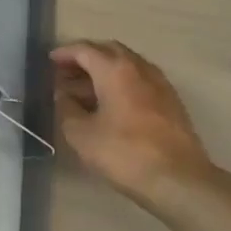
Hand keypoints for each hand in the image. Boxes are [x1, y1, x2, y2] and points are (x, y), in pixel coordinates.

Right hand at [53, 40, 212, 199]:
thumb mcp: (81, 134)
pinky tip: (112, 103)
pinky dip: (122, 82)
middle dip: (86, 58)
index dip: (65, 53)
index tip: (50, 60)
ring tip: (86, 90)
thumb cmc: (124, 153)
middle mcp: (139, 68)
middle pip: (108, 51)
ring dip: (104, 70)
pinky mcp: (171, 101)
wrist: (179, 180)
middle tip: (67, 72)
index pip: (85, 50)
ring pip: (127, 64)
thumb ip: (66, 109)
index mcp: (114, 70)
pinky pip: (140, 79)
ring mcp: (159, 83)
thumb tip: (63, 95)